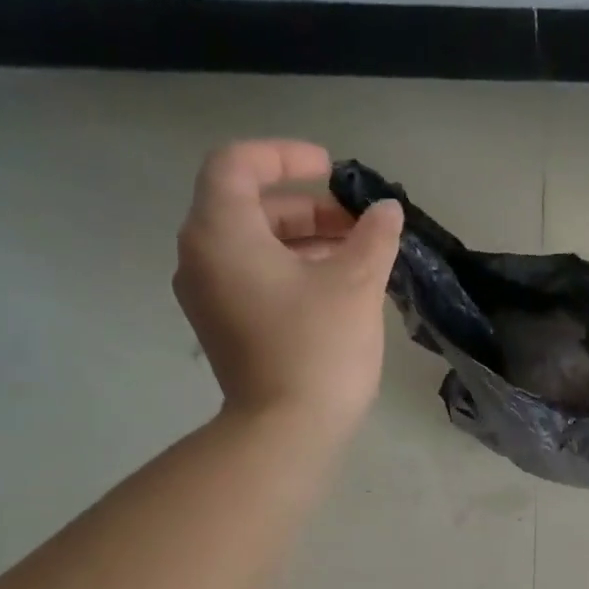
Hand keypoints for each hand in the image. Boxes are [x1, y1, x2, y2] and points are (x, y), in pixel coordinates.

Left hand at [173, 140, 403, 427]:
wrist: (287, 432)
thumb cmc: (318, 349)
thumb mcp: (356, 285)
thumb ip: (374, 238)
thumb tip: (387, 211)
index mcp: (221, 233)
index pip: (238, 164)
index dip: (287, 157)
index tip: (333, 170)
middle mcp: (201, 257)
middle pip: (249, 207)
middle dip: (307, 207)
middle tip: (358, 224)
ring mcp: (208, 297)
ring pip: (254, 246)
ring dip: (304, 241)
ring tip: (357, 256)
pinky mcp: (224, 328)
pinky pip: (253, 279)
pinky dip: (290, 270)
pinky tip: (336, 288)